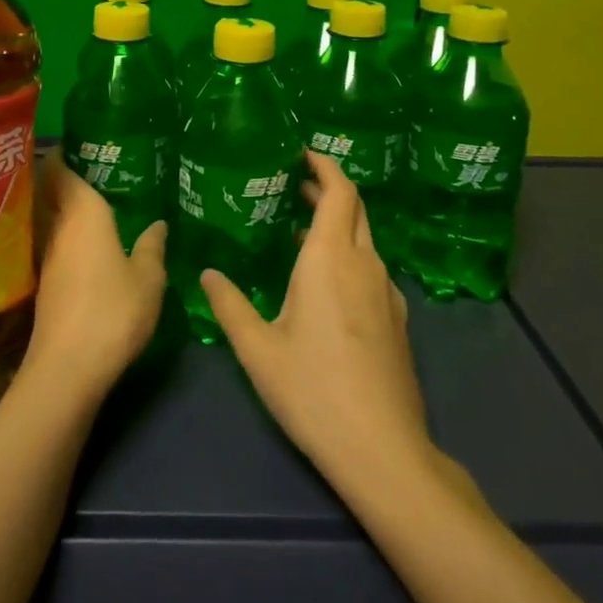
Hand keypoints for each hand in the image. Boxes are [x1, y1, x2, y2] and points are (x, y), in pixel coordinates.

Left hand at [24, 149, 167, 396]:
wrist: (67, 368)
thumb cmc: (113, 310)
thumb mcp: (148, 278)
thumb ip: (153, 246)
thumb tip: (159, 223)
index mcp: (83, 212)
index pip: (61, 168)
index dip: (65, 152)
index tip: (82, 143)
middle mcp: (58, 226)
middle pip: (50, 189)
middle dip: (63, 175)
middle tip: (95, 168)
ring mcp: (46, 255)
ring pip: (50, 216)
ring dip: (62, 206)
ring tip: (94, 200)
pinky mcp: (43, 281)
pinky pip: (52, 241)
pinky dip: (64, 234)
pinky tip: (86, 244)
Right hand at [201, 152, 429, 488]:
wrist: (383, 450)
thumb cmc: (313, 391)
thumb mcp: (258, 348)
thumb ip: (229, 304)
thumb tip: (206, 273)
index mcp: (331, 258)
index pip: (339, 191)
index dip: (324, 166)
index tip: (301, 153)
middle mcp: (364, 264)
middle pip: (355, 208)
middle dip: (327, 189)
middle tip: (293, 185)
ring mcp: (386, 291)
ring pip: (364, 238)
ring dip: (337, 222)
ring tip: (299, 228)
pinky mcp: (396, 318)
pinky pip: (371, 266)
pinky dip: (348, 253)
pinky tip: (324, 281)